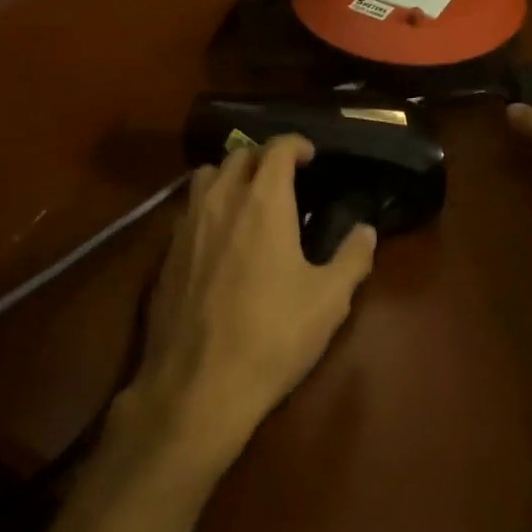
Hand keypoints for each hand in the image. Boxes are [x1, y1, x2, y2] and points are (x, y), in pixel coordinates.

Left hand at [122, 135, 376, 468]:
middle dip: (262, 157)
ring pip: (204, 177)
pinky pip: (187, 211)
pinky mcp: (165, 255)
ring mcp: (186, 226)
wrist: (197, 387)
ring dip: (229, 176)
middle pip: (237, 155)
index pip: (276, 149)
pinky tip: (220, 239)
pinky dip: (207, 208)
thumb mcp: (329, 301)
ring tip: (248, 200)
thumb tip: (366, 231)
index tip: (310, 156)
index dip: (295, 144)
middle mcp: (221, 202)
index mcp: (262, 202)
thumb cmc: (272, 336)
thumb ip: (353, 258)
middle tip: (283, 178)